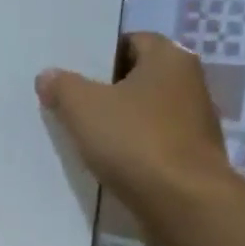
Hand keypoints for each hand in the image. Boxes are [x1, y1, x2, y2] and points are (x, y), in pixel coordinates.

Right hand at [35, 33, 235, 223]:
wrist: (184, 204)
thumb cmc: (134, 140)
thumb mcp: (82, 106)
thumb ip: (62, 86)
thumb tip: (49, 76)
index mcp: (170, 59)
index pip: (132, 41)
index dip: (101, 54)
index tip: (74, 72)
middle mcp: (190, 84)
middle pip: (138, 77)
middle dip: (106, 88)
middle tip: (70, 101)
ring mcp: (195, 124)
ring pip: (145, 112)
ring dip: (118, 121)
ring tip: (82, 133)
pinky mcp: (192, 158)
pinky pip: (153, 143)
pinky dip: (131, 148)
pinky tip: (106, 160)